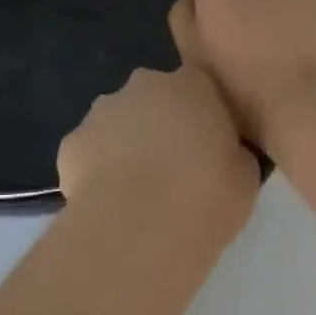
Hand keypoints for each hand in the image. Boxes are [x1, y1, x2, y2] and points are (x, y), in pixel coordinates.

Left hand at [58, 0, 260, 226]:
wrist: (140, 230)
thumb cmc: (206, 196)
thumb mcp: (245, 175)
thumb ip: (232, 151)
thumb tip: (221, 153)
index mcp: (192, 84)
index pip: (201, 86)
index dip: (204, 116)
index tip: (210, 146)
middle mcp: (144, 86)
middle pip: (154, 98)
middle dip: (162, 124)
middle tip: (176, 168)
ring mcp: (101, 112)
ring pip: (118, 122)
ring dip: (128, 144)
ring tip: (140, 190)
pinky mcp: (70, 143)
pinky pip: (90, 151)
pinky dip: (98, 170)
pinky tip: (110, 201)